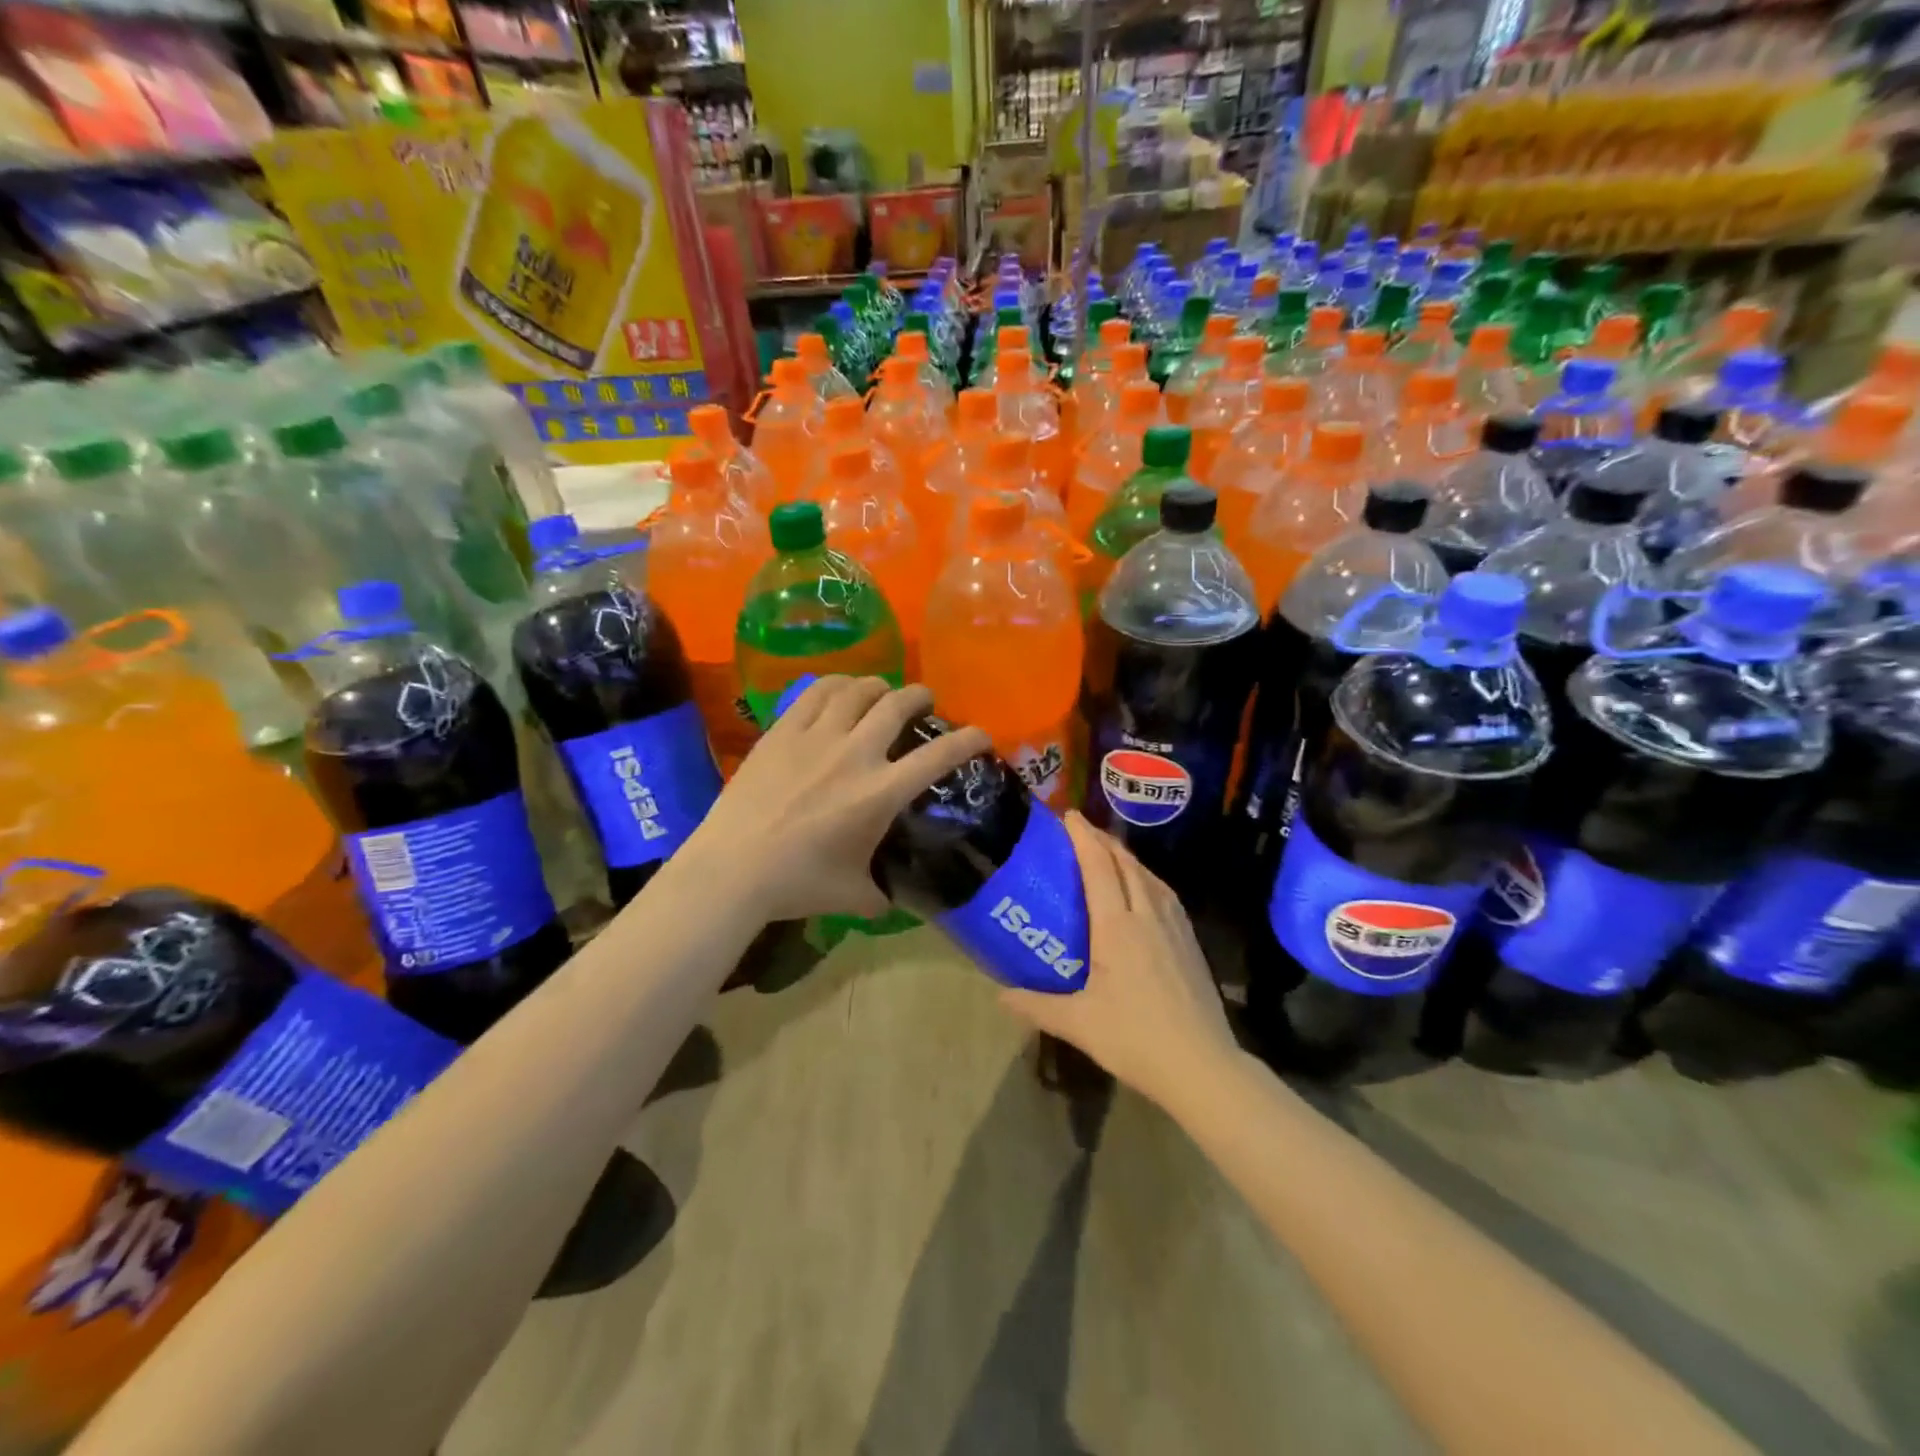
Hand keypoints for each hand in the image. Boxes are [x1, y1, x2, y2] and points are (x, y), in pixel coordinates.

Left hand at [686, 677, 990, 923]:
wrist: (732, 868)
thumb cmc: (797, 884)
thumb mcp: (852, 895)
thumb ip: (881, 894)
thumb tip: (893, 899)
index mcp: (880, 793)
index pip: (938, 756)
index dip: (969, 739)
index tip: (982, 734)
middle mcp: (855, 754)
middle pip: (898, 704)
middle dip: (921, 697)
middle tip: (925, 702)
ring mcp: (815, 737)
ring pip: (858, 690)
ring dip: (879, 686)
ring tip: (882, 692)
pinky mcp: (782, 730)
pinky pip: (816, 692)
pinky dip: (838, 685)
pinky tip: (840, 691)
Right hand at [999, 813, 1236, 1108]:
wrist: (1202, 1065)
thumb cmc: (1135, 1039)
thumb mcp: (1078, 1023)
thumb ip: (1035, 1005)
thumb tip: (998, 995)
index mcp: (1117, 926)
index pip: (1099, 867)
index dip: (1083, 837)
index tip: (1068, 816)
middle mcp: (1147, 915)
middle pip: (1125, 863)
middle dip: (1103, 840)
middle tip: (1080, 830)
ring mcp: (1174, 927)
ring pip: (1149, 876)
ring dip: (1126, 857)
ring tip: (1109, 853)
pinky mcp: (1190, 942)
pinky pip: (1165, 894)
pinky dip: (1147, 878)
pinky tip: (1143, 890)